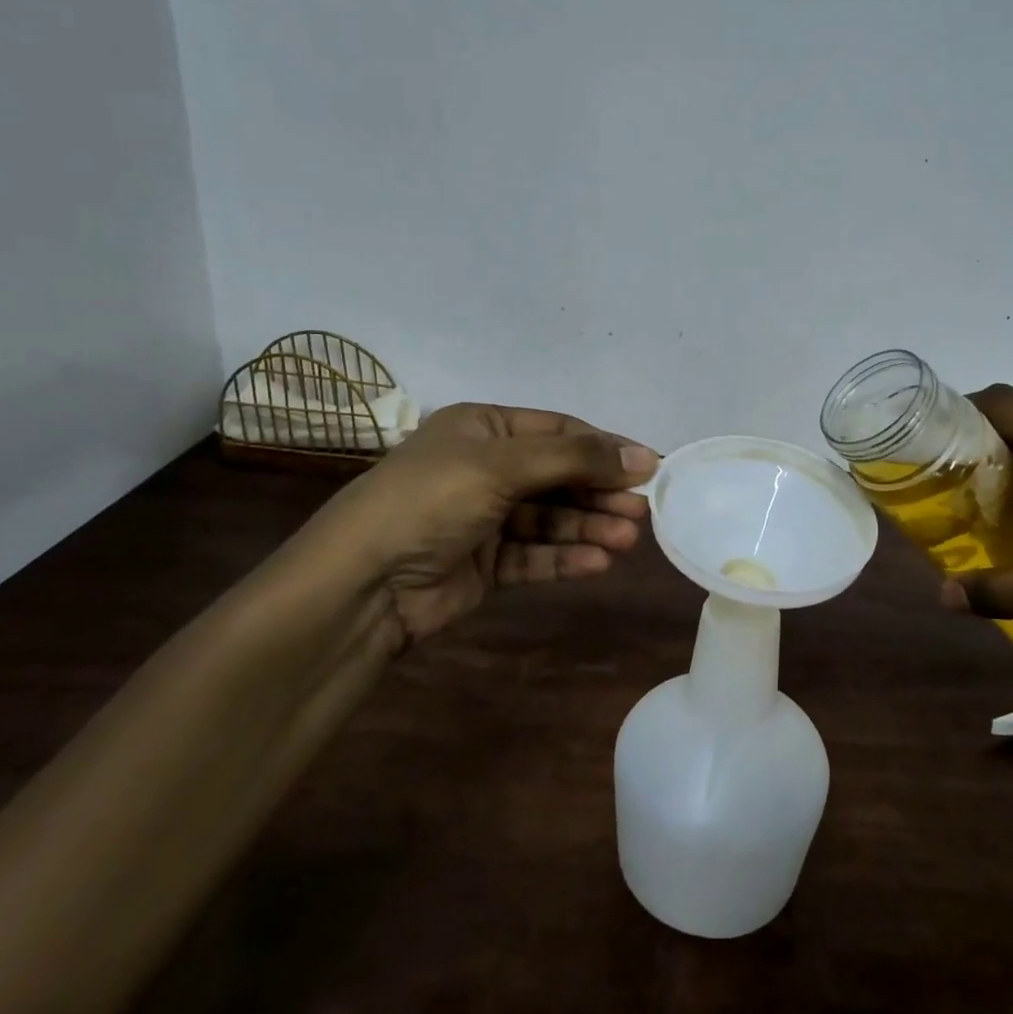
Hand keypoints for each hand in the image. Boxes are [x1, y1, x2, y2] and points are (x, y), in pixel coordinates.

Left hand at [304, 403, 657, 645]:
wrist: (361, 584)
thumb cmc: (431, 501)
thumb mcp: (502, 466)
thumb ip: (575, 459)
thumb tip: (643, 456)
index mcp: (483, 429)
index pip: (559, 431)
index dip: (605, 448)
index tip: (650, 466)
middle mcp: (485, 468)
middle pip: (559, 476)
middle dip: (600, 492)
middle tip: (644, 510)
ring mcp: (484, 518)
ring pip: (551, 518)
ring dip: (589, 527)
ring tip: (628, 539)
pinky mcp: (484, 564)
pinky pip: (534, 555)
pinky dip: (565, 558)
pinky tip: (598, 562)